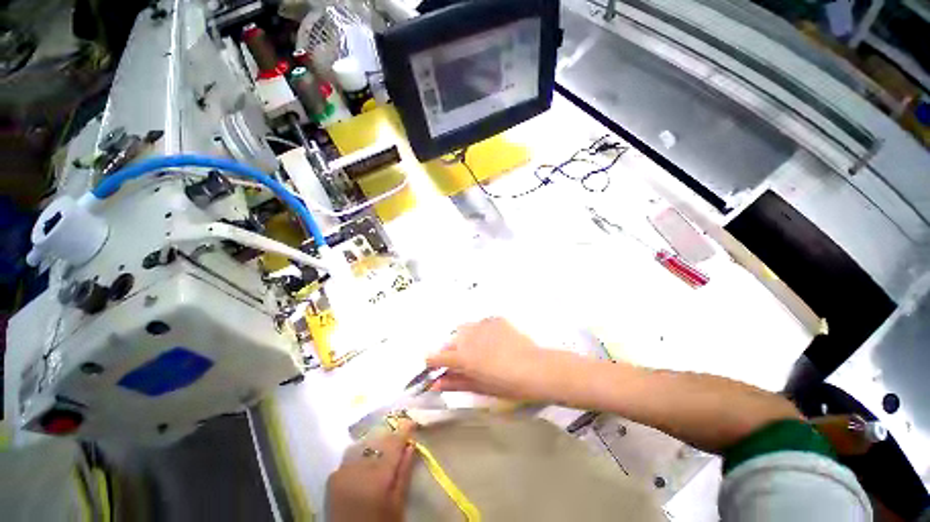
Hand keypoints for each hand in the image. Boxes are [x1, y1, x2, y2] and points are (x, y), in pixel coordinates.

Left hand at [326, 422, 415, 521]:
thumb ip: (404, 473)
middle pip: (378, 440)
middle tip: (400, 439)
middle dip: (390, 437)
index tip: (411, 422)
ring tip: (383, 451)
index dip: (404, 430)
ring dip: (375, 445)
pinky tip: (366, 464)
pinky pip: (351, 456)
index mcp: (377, 476)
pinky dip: (361, 455)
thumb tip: (411, 444)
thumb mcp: (397, 504)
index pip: (394, 443)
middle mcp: (358, 467)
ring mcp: (342, 471)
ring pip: (363, 445)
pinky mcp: (332, 477)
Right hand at [427, 317, 572, 402]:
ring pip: (464, 329)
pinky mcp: (495, 319)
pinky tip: (493, 341)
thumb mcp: (479, 387)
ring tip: (478, 349)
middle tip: (462, 361)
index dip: (432, 363)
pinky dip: (481, 332)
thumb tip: (436, 383)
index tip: (433, 367)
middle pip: (450, 341)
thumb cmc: (507, 384)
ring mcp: (482, 324)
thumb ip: (455, 382)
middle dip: (451, 351)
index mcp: (462, 356)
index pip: (435, 356)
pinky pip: (481, 324)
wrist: (535, 367)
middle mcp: (468, 336)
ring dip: (464, 339)